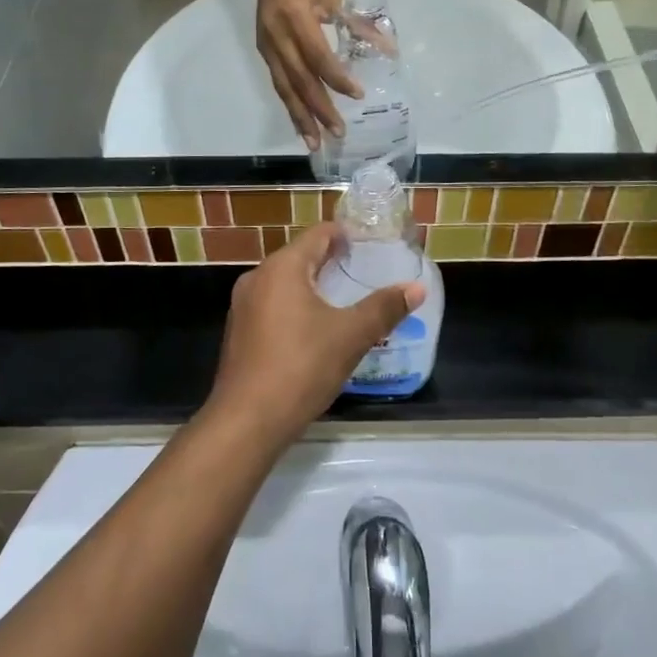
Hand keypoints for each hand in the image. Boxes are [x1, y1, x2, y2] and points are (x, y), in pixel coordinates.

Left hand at [203, 223, 424, 451]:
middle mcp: (257, 277)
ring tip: (346, 301)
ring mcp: (244, 306)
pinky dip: (296, 308)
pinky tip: (316, 331)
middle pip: (301, 257)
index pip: (318, 234)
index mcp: (282, 267)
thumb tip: (416, 288)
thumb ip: (384, 308)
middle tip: (365, 273)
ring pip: (285, 283)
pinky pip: (273, 306)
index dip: (346, 235)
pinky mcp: (240, 332)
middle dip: (332, 262)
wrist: (247, 422)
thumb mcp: (351, 336)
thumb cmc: (301, 367)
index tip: (371, 245)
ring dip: (314, 287)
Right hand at [253, 0, 356, 150]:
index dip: (337, 77)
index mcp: (297, 18)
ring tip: (314, 143)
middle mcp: (279, 37)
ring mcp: (268, 47)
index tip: (357, 95)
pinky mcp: (264, 52)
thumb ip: (359, 23)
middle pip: (300, 80)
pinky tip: (301, 125)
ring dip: (300, 117)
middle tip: (339, 133)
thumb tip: (387, 50)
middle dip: (319, 109)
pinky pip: (279, 84)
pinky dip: (291, 106)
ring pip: (285, 88)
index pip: (318, 56)